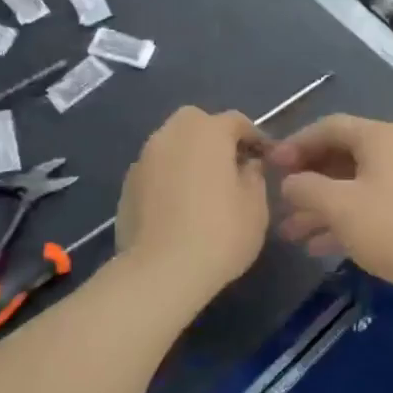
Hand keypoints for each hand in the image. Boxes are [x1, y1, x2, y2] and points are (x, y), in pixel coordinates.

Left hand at [115, 107, 268, 303]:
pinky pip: (156, 170)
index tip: (266, 157)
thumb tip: (247, 165)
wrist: (161, 271)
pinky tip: (179, 207)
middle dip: (214, 137)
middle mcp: (171, 135)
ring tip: (204, 188)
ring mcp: (144, 159)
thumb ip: (254, 176)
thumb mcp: (256, 206)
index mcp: (207, 132)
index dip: (254, 137)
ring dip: (189, 157)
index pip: (236, 121)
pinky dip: (170, 178)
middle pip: (196, 123)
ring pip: (172, 145)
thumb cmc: (220, 233)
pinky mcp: (126, 186)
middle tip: (231, 166)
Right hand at [270, 115, 392, 319]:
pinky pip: (372, 210)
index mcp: (382, 138)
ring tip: (290, 232)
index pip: (330, 127)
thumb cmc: (392, 226)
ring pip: (356, 188)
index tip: (270, 165)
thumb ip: (306, 188)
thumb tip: (289, 182)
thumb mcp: (339, 205)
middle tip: (279, 198)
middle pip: (343, 157)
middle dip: (308, 180)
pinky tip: (317, 247)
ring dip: (322, 207)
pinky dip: (345, 223)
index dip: (296, 143)